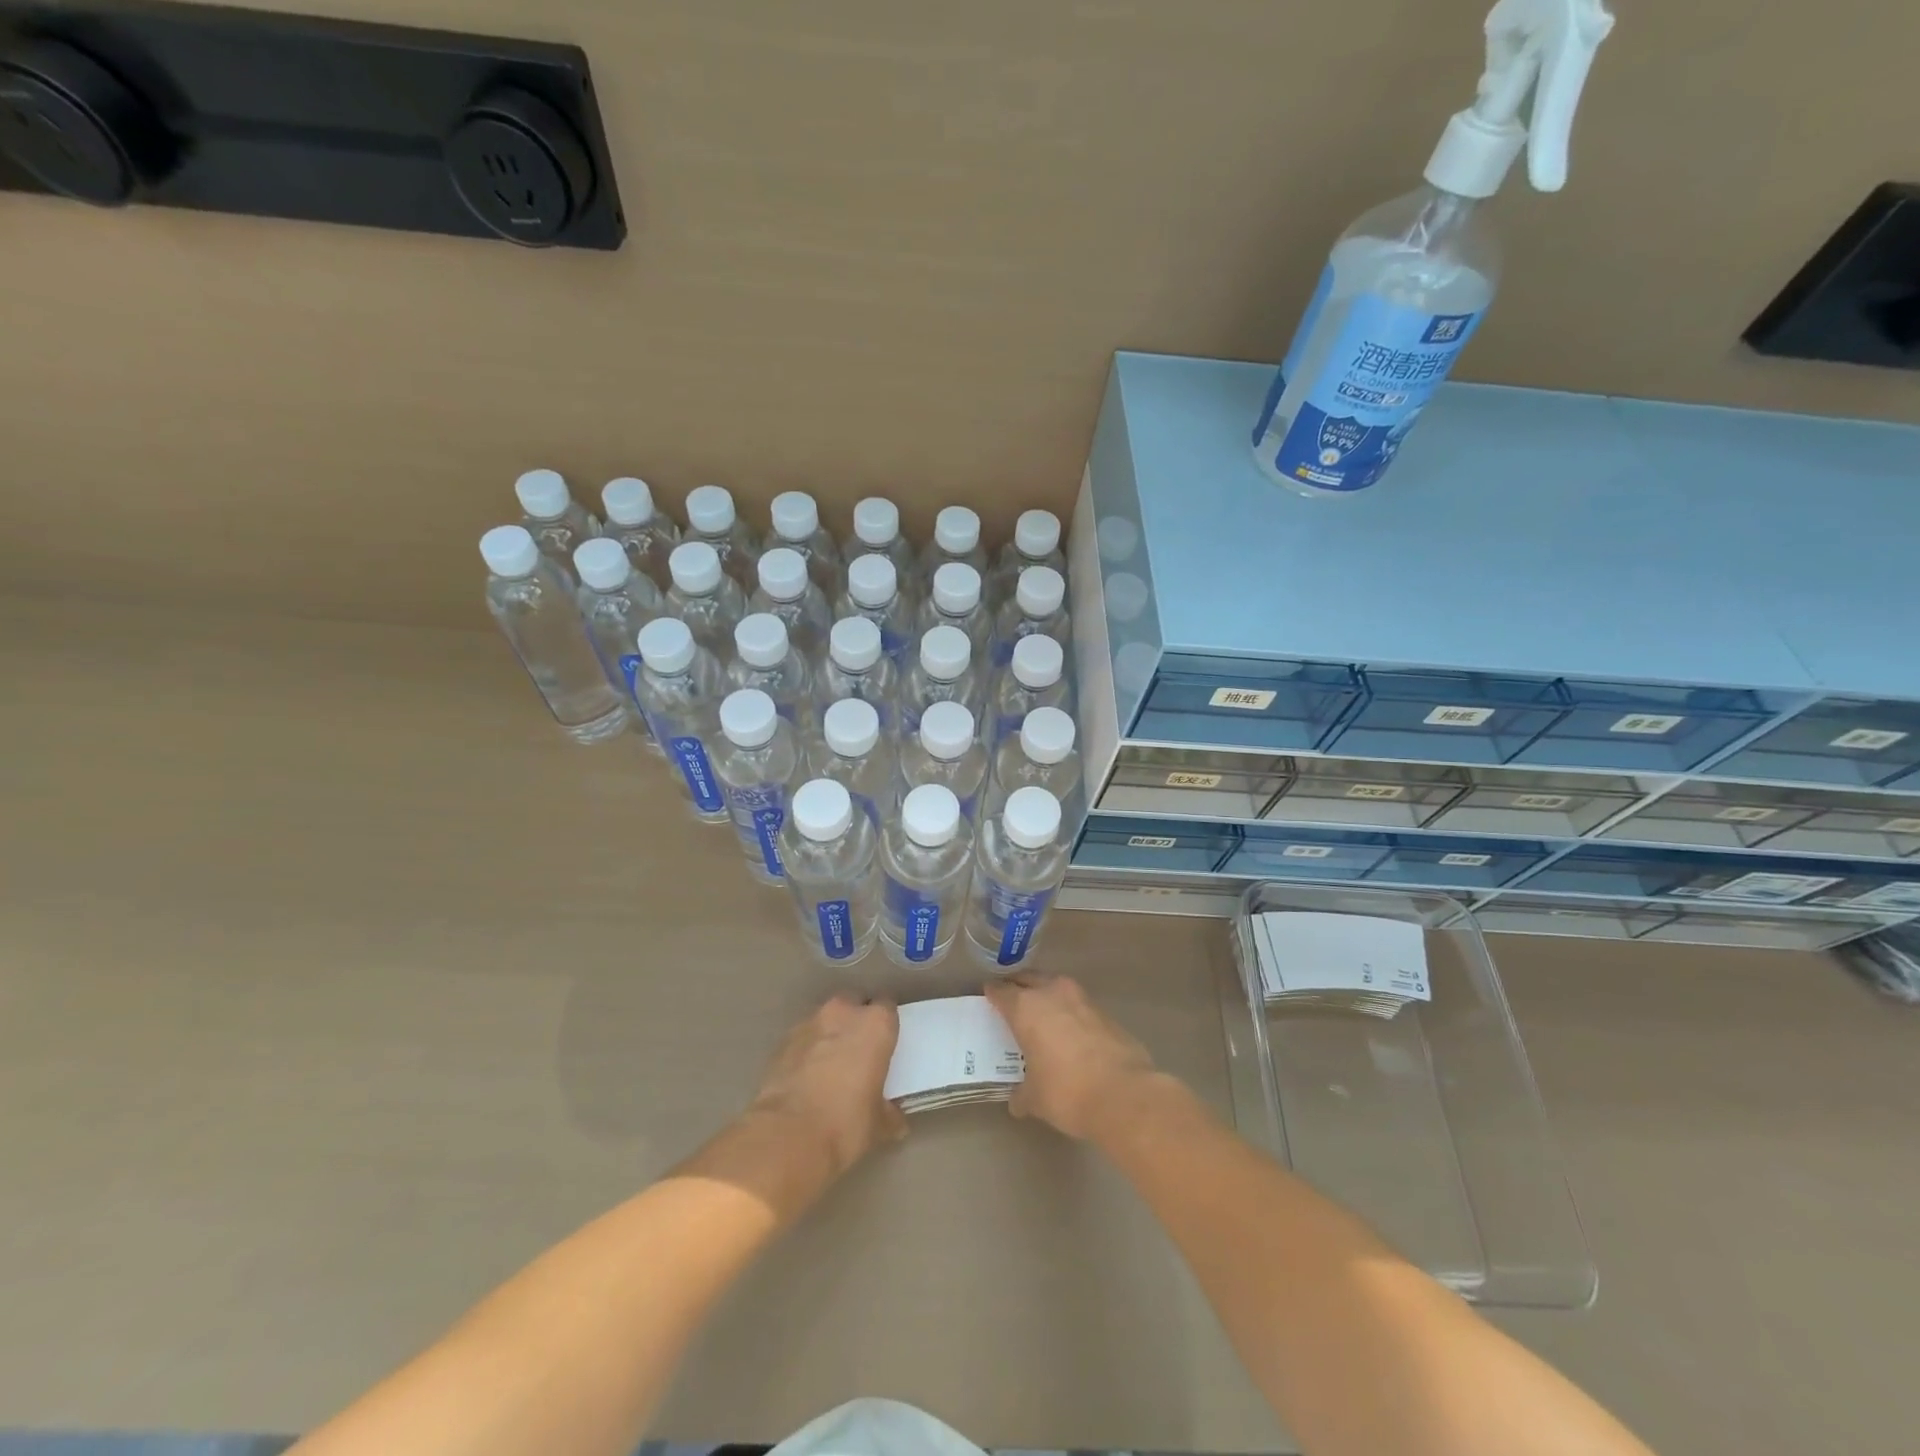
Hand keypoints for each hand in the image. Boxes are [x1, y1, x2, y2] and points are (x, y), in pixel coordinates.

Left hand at [748, 996, 906, 1176]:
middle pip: (854, 1004)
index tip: (885, 1044)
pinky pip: (802, 1039)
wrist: (786, 1136)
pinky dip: (806, 1051)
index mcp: (875, 1025)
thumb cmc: (845, 1124)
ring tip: (829, 1067)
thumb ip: (889, 1112)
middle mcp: (843, 1013)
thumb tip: (893, 1118)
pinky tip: (806, 1079)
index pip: (887, 1007)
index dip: (886, 1025)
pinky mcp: (781, 1042)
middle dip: (856, 1022)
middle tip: (859, 1052)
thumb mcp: (879, 1124)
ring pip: (825, 1020)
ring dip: (829, 1035)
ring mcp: (808, 1024)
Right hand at [985, 976, 1161, 1140]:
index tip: (988, 997)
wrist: (1124, 1094)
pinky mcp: (1105, 1012)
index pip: (1001, 992)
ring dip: (1047, 995)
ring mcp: (1082, 999)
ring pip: (1056, 987)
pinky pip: (1078, 1005)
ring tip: (1042, 1014)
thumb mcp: (1035, 1099)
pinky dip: (1070, 1013)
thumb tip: (1018, 1100)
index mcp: (1026, 1008)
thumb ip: (1022, 1094)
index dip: (993, 994)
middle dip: (1019, 987)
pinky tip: (1070, 1033)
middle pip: (1029, 979)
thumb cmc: (1066, 1091)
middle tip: (1012, 999)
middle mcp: (1052, 994)